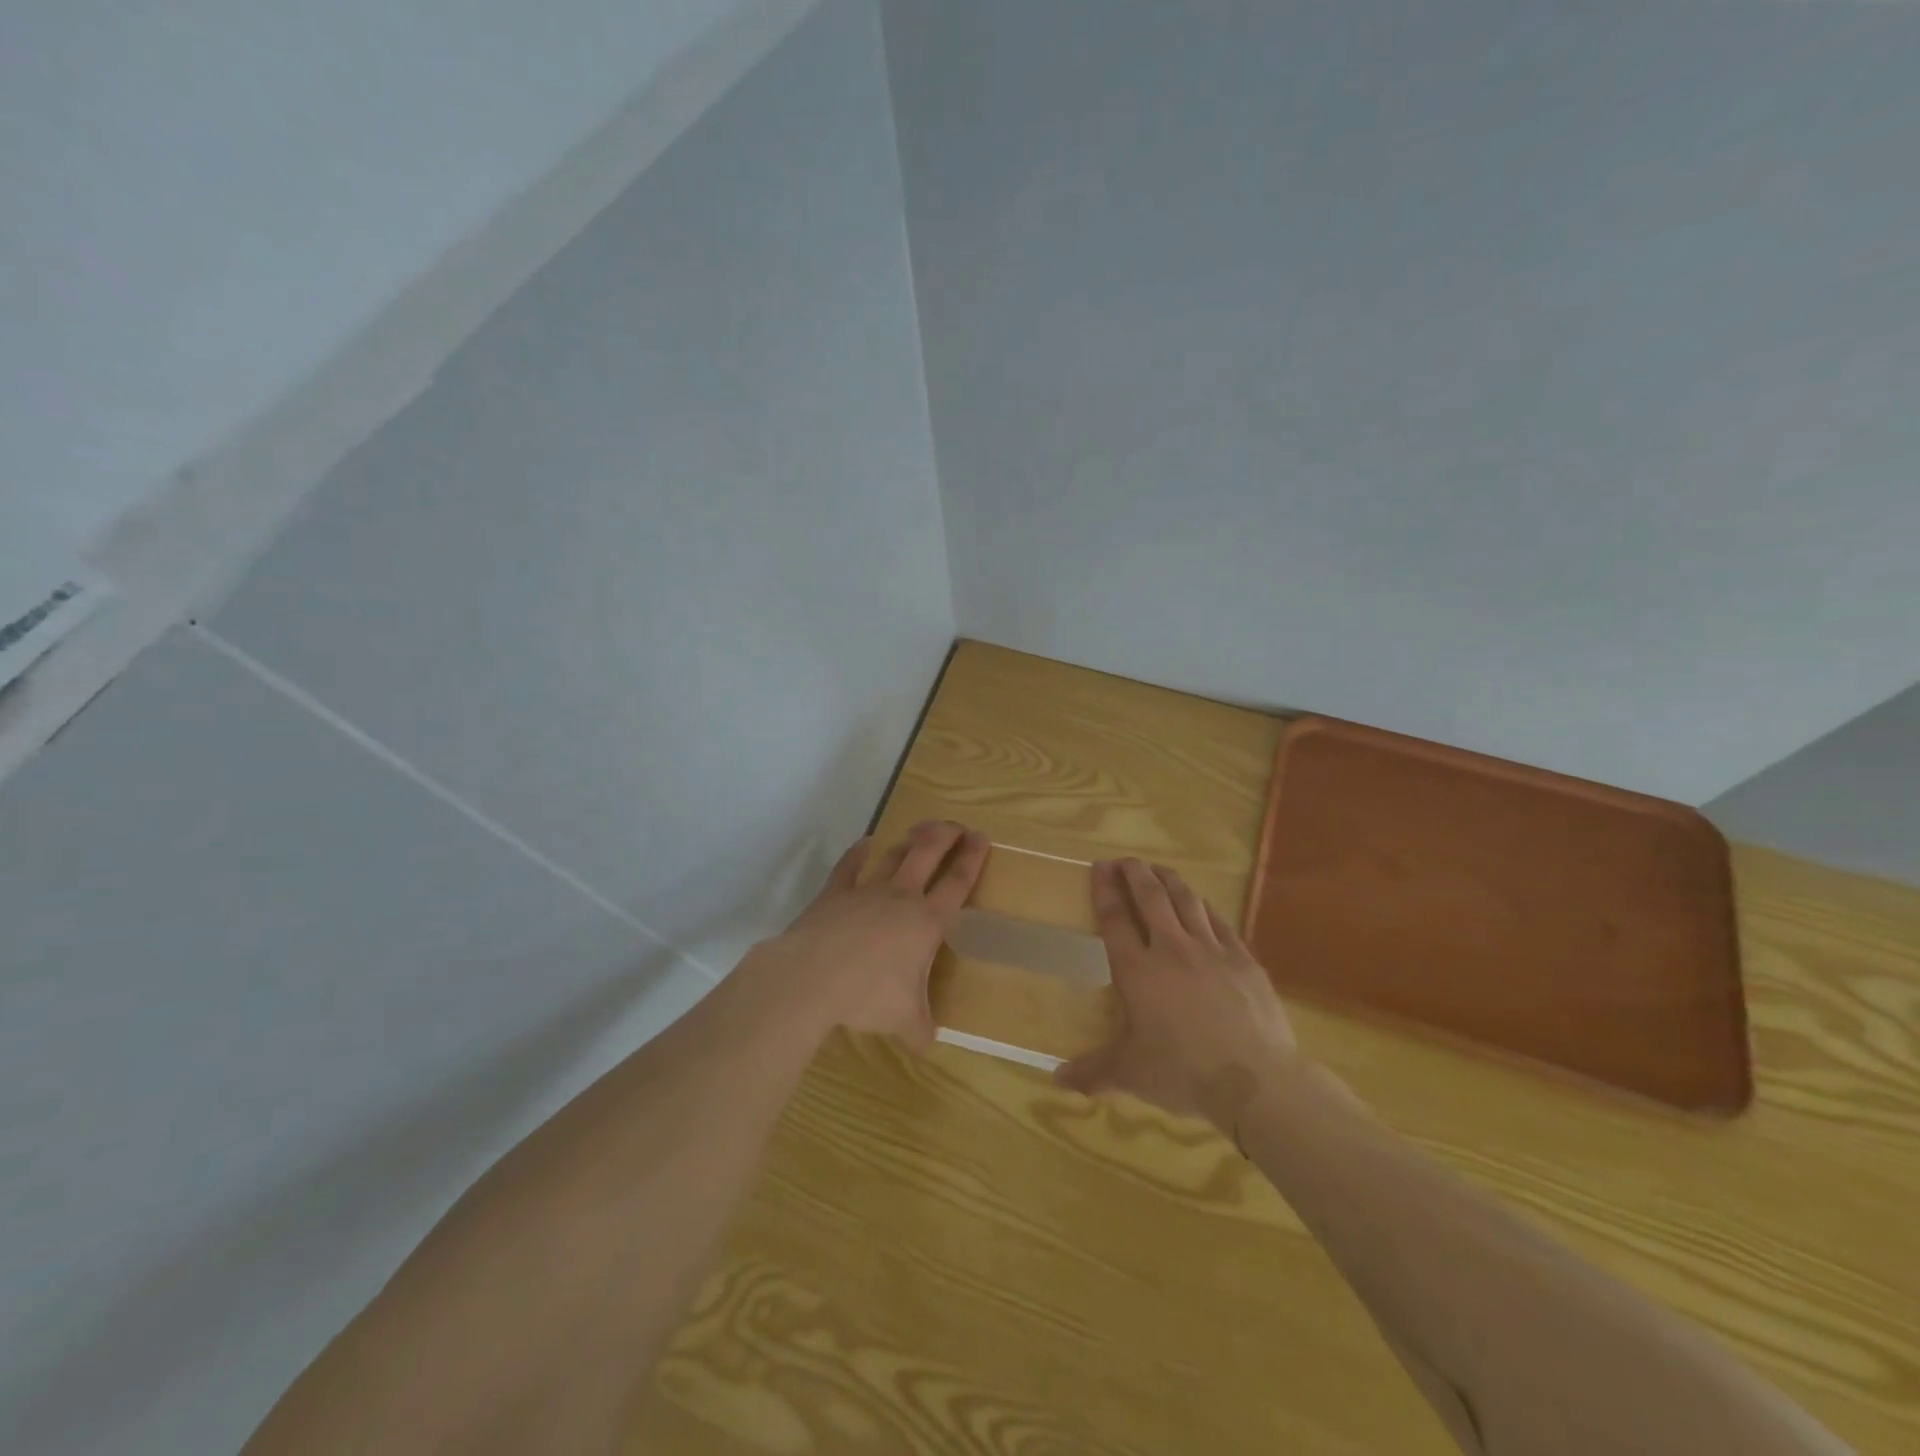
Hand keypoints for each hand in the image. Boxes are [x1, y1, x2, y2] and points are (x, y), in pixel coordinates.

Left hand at [745, 821, 990, 1049]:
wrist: (812, 976)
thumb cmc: (867, 995)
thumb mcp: (903, 1019)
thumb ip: (920, 1028)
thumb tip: (928, 1045)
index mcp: (926, 922)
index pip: (957, 883)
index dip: (973, 859)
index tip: (983, 837)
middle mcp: (901, 897)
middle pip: (928, 853)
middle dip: (946, 835)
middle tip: (956, 826)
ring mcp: (866, 890)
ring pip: (894, 854)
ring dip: (910, 840)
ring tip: (921, 830)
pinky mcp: (835, 892)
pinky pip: (850, 865)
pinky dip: (859, 852)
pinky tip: (865, 843)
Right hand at [1057, 858, 1301, 1134]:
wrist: (1256, 1080)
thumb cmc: (1184, 1073)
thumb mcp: (1131, 1074)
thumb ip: (1094, 1071)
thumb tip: (1058, 1080)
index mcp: (1138, 971)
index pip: (1115, 919)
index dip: (1105, 889)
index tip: (1099, 867)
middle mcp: (1171, 949)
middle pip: (1150, 897)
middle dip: (1135, 873)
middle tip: (1126, 860)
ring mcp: (1211, 950)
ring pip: (1186, 900)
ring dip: (1169, 880)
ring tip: (1159, 869)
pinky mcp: (1242, 959)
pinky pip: (1218, 921)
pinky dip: (1204, 906)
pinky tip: (1201, 903)